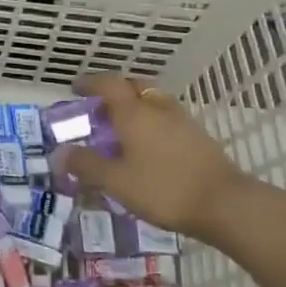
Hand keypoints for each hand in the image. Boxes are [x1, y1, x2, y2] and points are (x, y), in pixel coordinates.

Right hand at [56, 74, 285, 248]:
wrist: (225, 204)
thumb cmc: (164, 188)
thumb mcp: (117, 181)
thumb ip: (87, 165)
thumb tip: (60, 153)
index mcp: (134, 112)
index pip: (108, 84)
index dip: (90, 82)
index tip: (75, 87)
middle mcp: (157, 108)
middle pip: (134, 86)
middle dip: (114, 91)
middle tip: (99, 108)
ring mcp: (181, 120)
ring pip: (153, 101)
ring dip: (135, 106)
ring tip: (122, 128)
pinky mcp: (198, 136)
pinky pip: (166, 117)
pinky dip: (151, 121)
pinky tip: (148, 146)